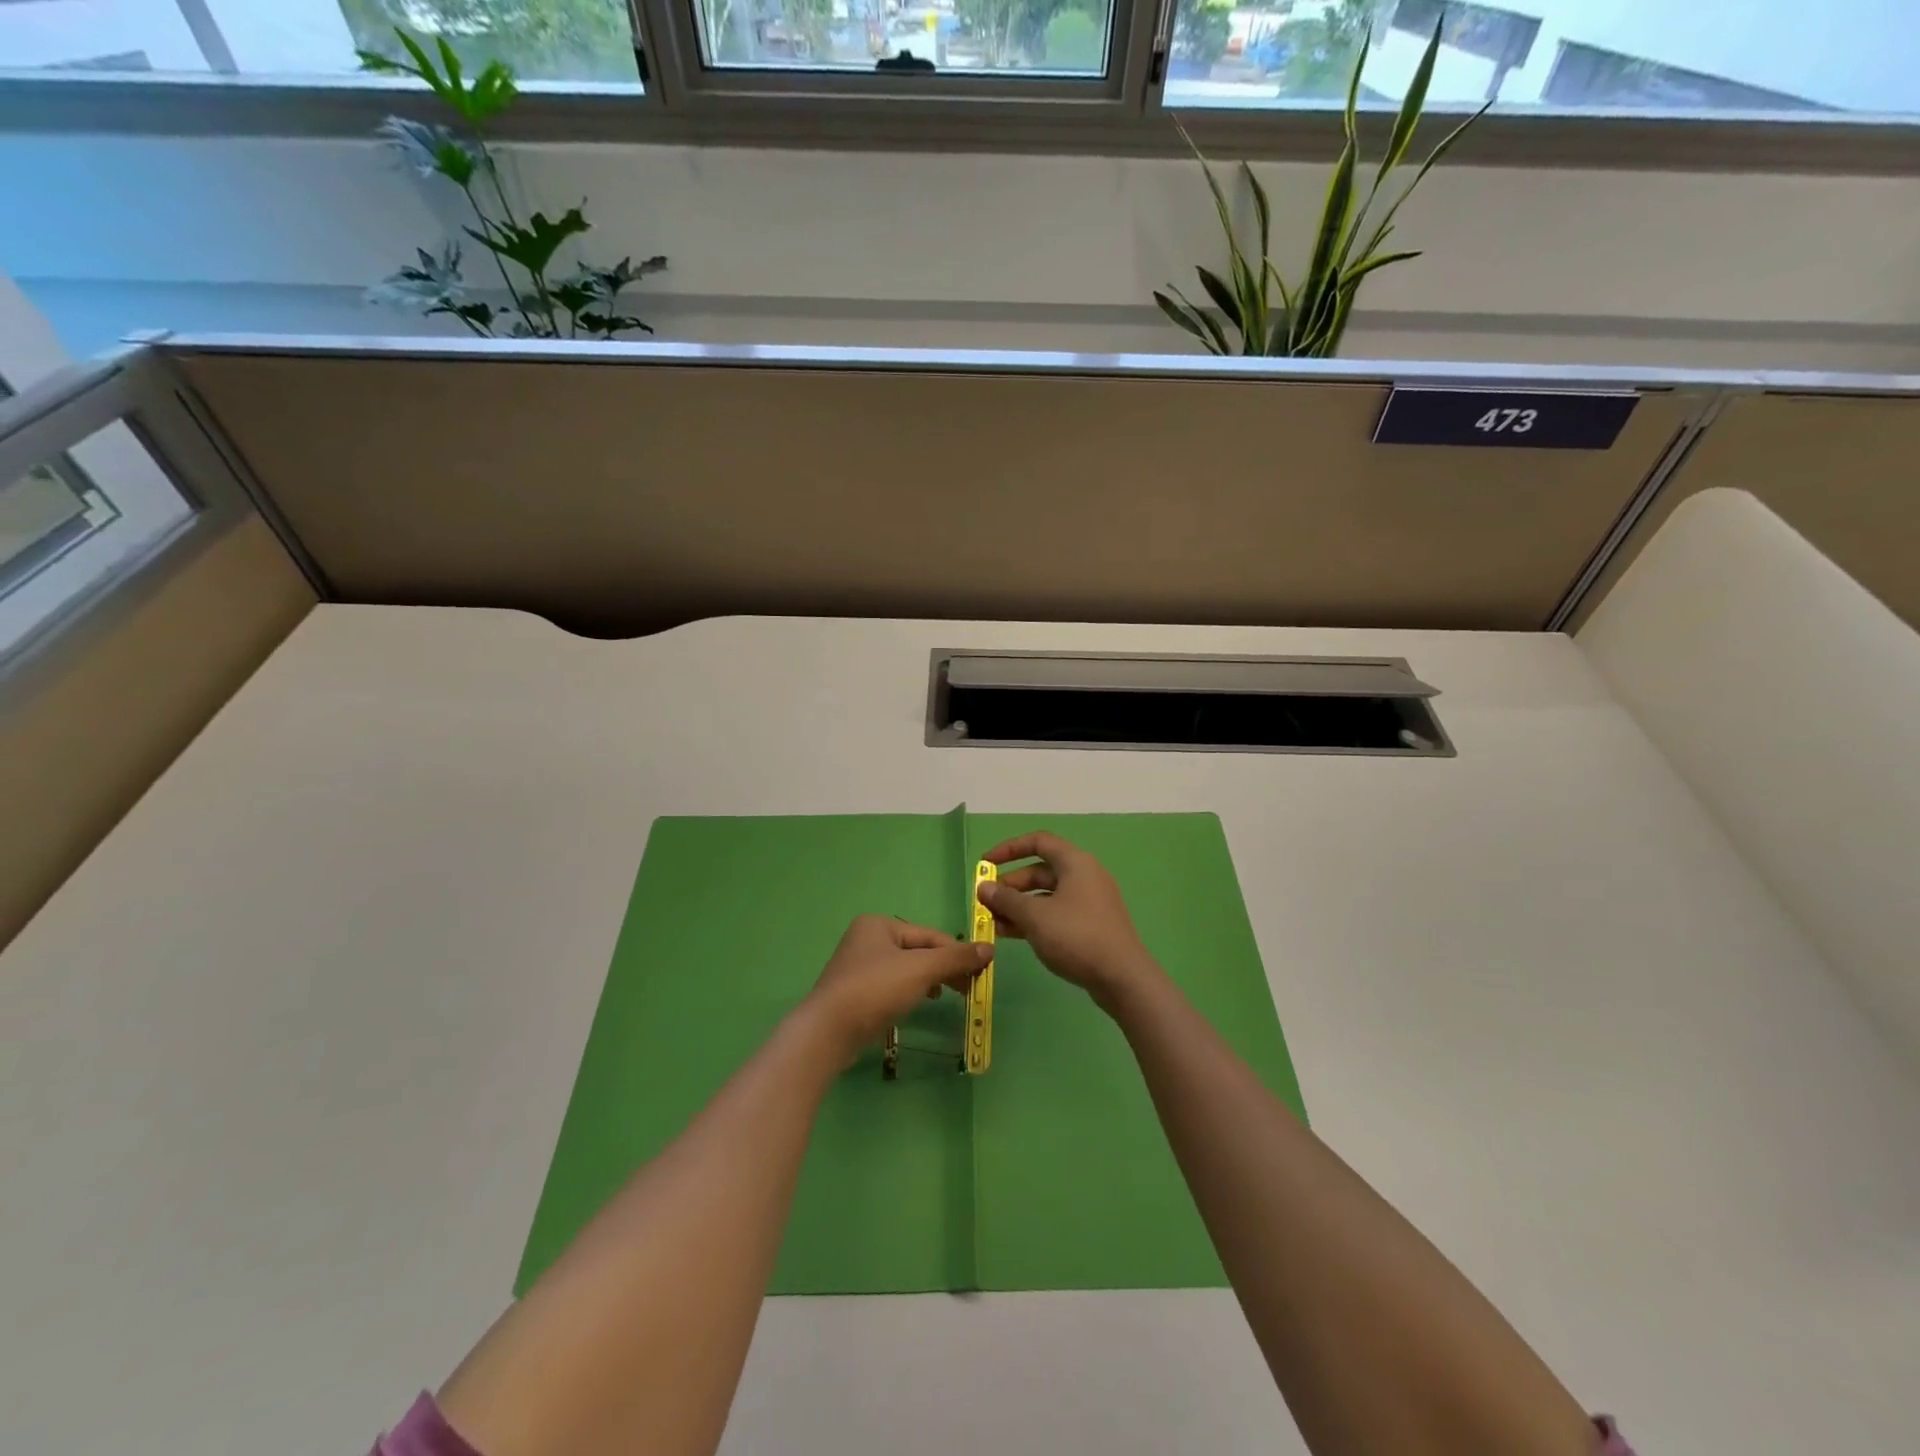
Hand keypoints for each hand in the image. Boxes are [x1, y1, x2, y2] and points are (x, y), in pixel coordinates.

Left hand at [804, 915, 989, 1062]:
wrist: (828, 1031)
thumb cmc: (875, 989)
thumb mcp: (921, 970)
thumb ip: (955, 958)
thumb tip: (989, 948)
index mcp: (879, 924)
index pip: (929, 935)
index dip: (957, 951)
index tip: (981, 971)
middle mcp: (866, 939)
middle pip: (918, 950)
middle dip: (944, 967)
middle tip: (970, 986)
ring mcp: (858, 967)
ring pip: (906, 969)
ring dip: (930, 980)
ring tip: (949, 994)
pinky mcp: (855, 993)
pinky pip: (892, 985)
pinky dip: (911, 991)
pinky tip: (921, 1002)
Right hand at [977, 832, 1159, 1012]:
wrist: (1122, 978)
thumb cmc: (1076, 936)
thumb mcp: (1035, 916)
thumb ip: (1006, 899)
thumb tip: (984, 887)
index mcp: (1075, 863)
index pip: (1038, 842)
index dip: (1008, 849)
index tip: (985, 865)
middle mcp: (1083, 876)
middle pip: (1039, 871)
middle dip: (1010, 885)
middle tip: (986, 903)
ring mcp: (1088, 902)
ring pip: (1045, 895)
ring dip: (1018, 906)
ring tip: (993, 923)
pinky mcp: (1089, 925)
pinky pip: (1055, 914)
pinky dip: (1033, 920)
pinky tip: (1011, 935)